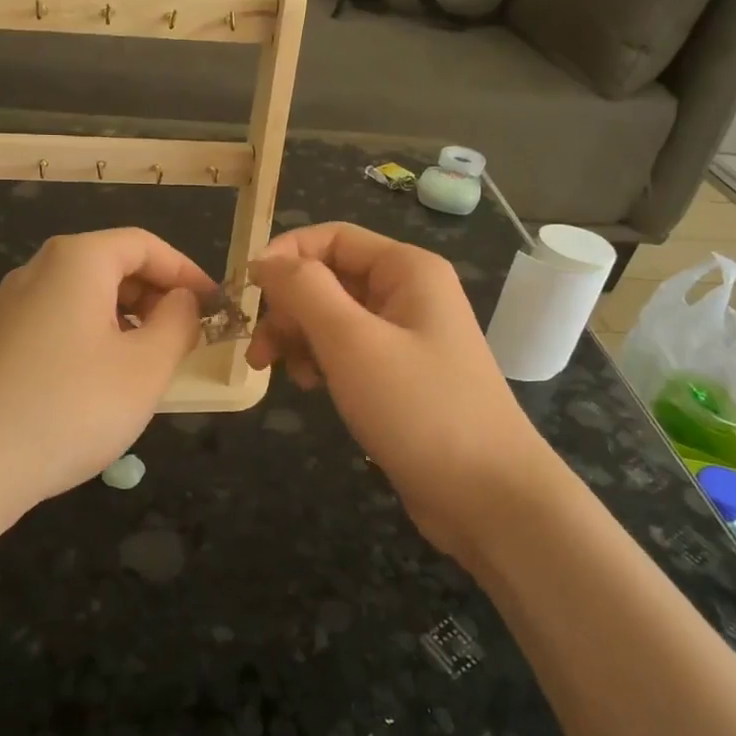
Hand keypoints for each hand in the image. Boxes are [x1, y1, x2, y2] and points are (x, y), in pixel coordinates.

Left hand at [0, 228, 212, 512]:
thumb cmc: (71, 407)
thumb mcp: (146, 366)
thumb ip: (178, 322)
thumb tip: (183, 300)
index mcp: (77, 260)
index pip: (145, 244)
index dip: (187, 271)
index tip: (214, 306)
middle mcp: (39, 269)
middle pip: (113, 264)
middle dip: (157, 295)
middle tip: (186, 337)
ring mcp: (13, 305)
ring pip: (87, 295)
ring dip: (128, 318)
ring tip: (151, 362)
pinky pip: (61, 320)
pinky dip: (96, 336)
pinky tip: (104, 380)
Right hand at [248, 222, 553, 556]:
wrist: (488, 498)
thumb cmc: (419, 409)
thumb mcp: (352, 342)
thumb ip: (304, 291)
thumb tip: (265, 260)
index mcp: (406, 270)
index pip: (331, 237)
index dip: (285, 256)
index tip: (246, 293)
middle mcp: (408, 292)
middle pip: (330, 278)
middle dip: (289, 307)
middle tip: (260, 351)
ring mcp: (407, 335)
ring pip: (334, 316)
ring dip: (300, 338)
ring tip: (283, 375)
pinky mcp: (402, 374)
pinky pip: (349, 350)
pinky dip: (323, 361)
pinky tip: (313, 387)